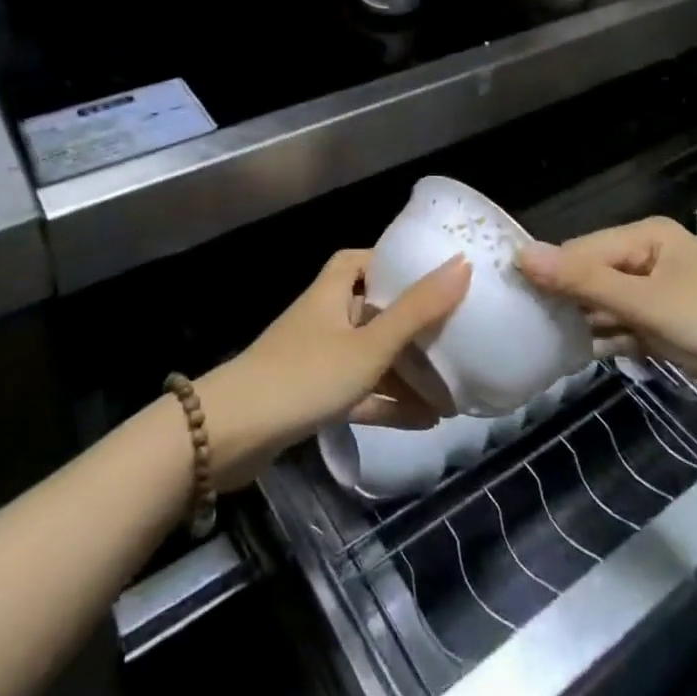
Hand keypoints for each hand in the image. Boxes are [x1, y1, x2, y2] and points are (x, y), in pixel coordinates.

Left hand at [197, 250, 471, 485]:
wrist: (234, 434)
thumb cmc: (306, 374)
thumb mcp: (370, 344)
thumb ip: (417, 309)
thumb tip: (462, 263)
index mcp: (333, 291)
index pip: (363, 260)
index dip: (396, 262)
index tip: (434, 276)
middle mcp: (326, 317)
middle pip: (375, 311)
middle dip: (414, 327)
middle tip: (456, 339)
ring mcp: (318, 358)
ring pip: (372, 357)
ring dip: (408, 373)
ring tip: (453, 392)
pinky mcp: (313, 397)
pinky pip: (361, 392)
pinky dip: (390, 402)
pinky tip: (427, 421)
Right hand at [516, 218, 696, 434]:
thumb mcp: (647, 304)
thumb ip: (583, 281)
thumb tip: (521, 253)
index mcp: (645, 237)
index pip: (580, 250)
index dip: (546, 273)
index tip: (509, 301)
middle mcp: (651, 258)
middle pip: (592, 275)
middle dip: (563, 299)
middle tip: (521, 328)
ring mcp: (665, 294)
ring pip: (608, 304)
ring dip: (583, 322)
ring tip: (540, 345)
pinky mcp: (676, 328)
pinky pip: (629, 327)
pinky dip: (610, 339)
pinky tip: (580, 356)